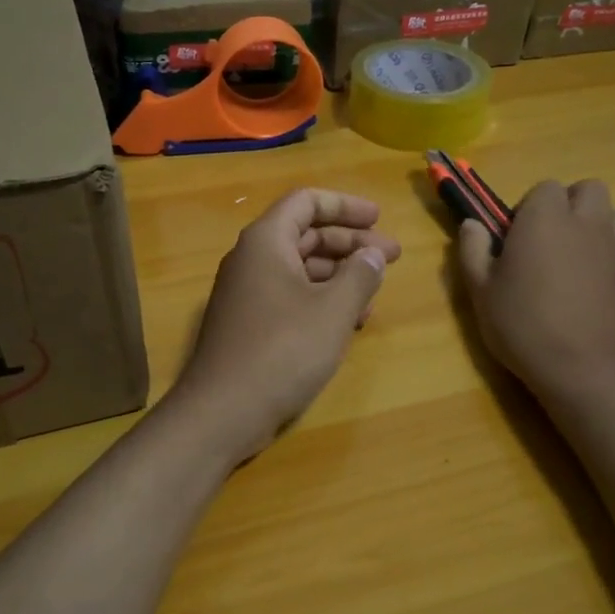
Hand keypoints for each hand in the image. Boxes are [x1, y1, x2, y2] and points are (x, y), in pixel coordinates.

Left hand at [171, 189, 401, 463]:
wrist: (223, 411)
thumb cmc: (282, 351)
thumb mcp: (332, 310)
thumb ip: (360, 275)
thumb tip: (373, 254)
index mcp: (266, 242)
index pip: (306, 202)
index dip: (345, 206)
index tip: (379, 219)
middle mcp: (252, 260)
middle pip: (306, 234)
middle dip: (351, 242)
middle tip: (392, 257)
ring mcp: (247, 294)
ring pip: (301, 268)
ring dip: (340, 274)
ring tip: (375, 292)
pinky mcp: (249, 325)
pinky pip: (291, 297)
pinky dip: (322, 300)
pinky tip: (349, 322)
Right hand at [457, 179, 614, 402]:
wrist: (584, 370)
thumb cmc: (523, 325)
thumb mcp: (480, 291)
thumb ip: (473, 251)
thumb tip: (472, 224)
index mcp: (545, 218)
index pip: (544, 188)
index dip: (529, 208)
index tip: (516, 237)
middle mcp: (586, 223)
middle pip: (589, 190)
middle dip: (571, 205)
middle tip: (549, 240)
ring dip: (602, 225)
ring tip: (580, 254)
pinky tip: (596, 284)